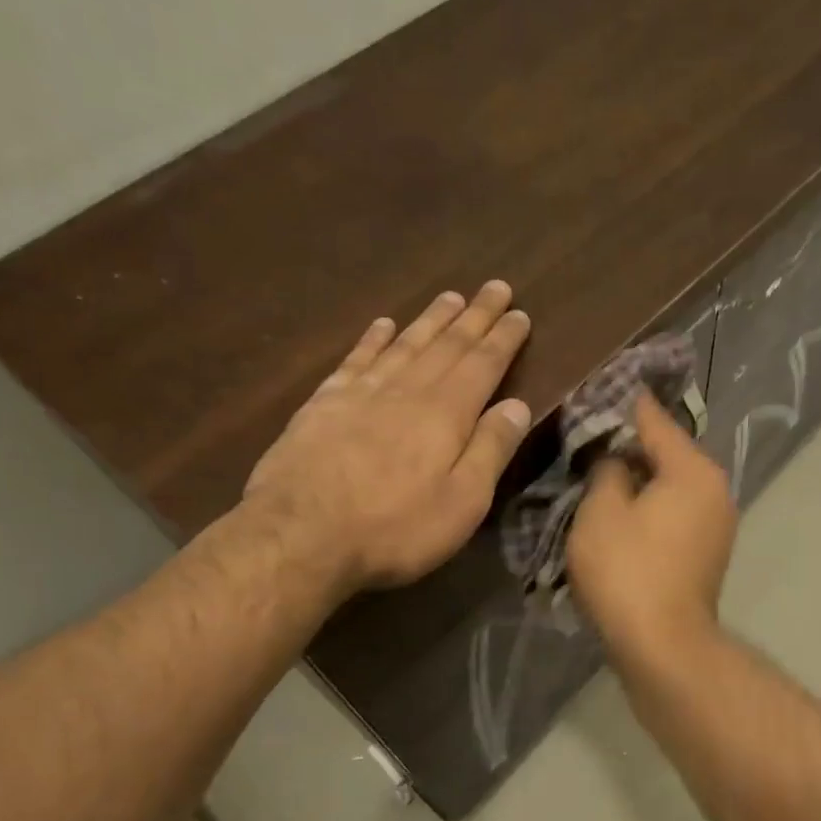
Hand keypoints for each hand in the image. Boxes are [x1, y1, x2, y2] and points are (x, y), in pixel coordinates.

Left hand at [242, 281, 532, 593]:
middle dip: (474, 316)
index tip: (519, 312)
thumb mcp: (463, 501)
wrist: (301, 534)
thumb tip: (517, 404)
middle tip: (494, 287)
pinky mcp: (324, 404)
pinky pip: (357, 359)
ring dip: (430, 320)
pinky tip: (383, 325)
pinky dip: (373, 339)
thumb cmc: (395, 527)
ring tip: (450, 297)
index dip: (503, 338)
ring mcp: (361, 393)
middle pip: (447, 345)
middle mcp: (407, 390)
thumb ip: (491, 449)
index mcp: (446, 414)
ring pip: (405, 344)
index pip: (482, 364)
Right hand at [567, 392, 736, 662]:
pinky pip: (675, 514)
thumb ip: (608, 470)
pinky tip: (622, 513)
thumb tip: (618, 460)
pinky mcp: (707, 554)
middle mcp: (715, 490)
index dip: (627, 403)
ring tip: (602, 474)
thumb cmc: (627, 570)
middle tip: (591, 435)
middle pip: (668, 454)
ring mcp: (717, 525)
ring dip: (640, 481)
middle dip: (632, 446)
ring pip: (672, 486)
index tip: (606, 384)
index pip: (656, 420)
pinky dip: (651, 508)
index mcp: (693, 470)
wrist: (663, 645)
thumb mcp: (601, 510)